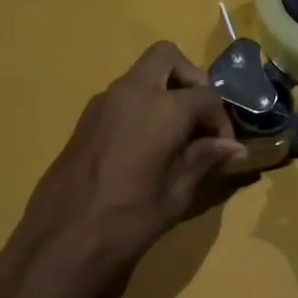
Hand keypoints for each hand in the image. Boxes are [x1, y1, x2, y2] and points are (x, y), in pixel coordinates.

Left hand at [2, 41, 247, 294]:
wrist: (63, 239)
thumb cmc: (129, 218)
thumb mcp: (177, 192)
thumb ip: (205, 159)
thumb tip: (234, 149)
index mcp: (162, 107)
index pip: (206, 95)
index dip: (221, 120)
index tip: (224, 149)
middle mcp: (132, 92)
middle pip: (167, 57)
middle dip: (190, 79)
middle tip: (199, 118)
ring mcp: (103, 102)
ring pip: (141, 75)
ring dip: (164, 92)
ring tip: (176, 136)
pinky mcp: (85, 119)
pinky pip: (122, 97)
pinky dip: (142, 107)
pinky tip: (147, 147)